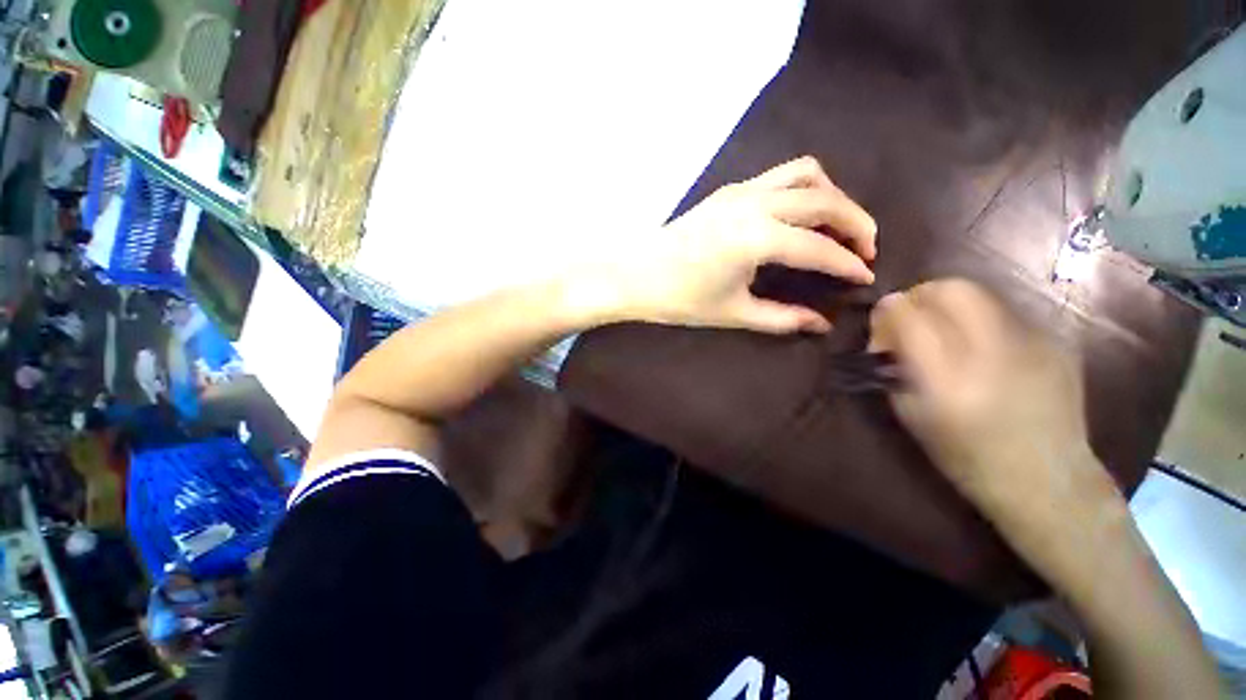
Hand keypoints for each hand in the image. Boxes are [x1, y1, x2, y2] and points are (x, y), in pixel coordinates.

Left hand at [571, 157, 876, 333]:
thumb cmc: (678, 299)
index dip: (847, 264)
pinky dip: (804, 189)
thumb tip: (820, 324)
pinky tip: (801, 215)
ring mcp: (740, 190)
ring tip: (839, 227)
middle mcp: (755, 204)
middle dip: (855, 222)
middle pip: (824, 201)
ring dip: (832, 197)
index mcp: (756, 238)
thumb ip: (782, 318)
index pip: (818, 248)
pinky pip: (780, 176)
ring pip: (805, 175)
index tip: (866, 278)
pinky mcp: (729, 190)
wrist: (634, 274)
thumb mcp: (732, 313)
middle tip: (866, 250)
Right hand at [869, 280, 1116, 521]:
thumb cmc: (965, 455)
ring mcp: (1032, 343)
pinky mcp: (1055, 342)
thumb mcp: (910, 414)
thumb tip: (884, 329)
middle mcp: (993, 354)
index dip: (887, 311)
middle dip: (921, 294)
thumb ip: (893, 365)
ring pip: (980, 293)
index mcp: (948, 381)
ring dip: (949, 304)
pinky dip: (980, 321)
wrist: (1048, 479)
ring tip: (945, 330)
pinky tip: (982, 348)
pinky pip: (1004, 312)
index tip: (881, 321)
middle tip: (912, 314)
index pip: (909, 317)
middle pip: (950, 289)